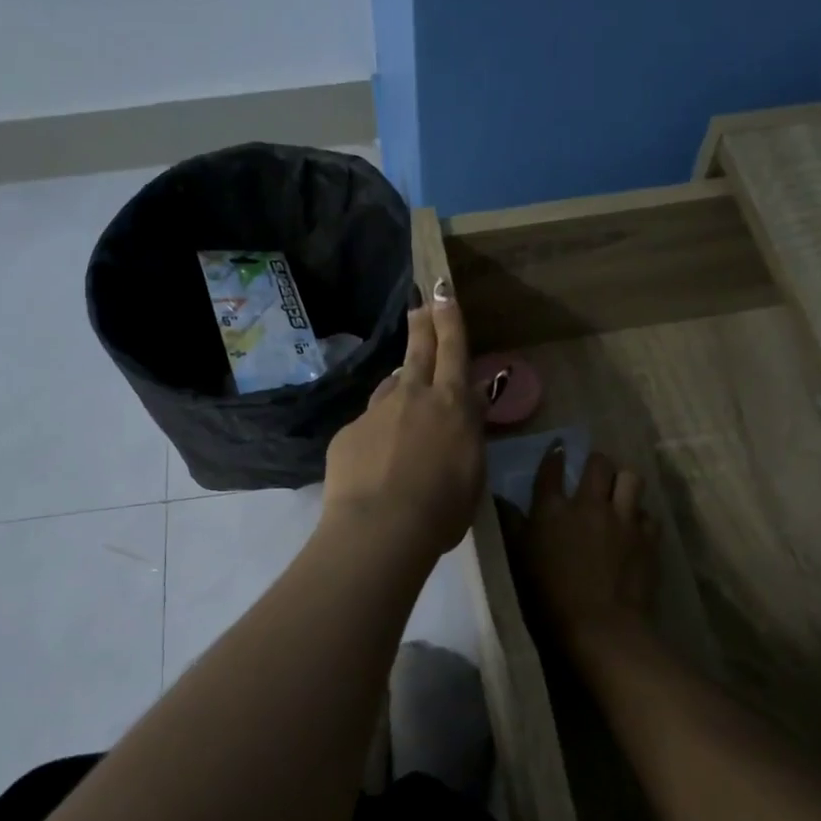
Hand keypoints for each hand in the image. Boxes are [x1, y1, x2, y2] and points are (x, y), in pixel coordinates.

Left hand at [322, 279, 484, 561]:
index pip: (453, 351)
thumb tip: (470, 402)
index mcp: (451, 406)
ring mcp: (376, 413)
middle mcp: (413, 397)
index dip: (450, 319)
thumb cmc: (441, 509)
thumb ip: (469, 433)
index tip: (443, 292)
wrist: (379, 528)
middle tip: (421, 307)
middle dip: (423, 325)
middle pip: (418, 352)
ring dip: (401, 385)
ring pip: (391, 388)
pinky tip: (377, 459)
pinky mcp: (348, 434)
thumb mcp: (472, 473)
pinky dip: (376, 433)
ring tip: (404, 396)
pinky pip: (367, 425)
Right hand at [511, 446, 659, 640]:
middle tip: (594, 473)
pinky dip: (640, 517)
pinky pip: (648, 514)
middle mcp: (589, 504)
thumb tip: (500, 500)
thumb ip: (511, 526)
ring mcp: (623, 518)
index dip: (555, 455)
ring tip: (619, 493)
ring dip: (623, 482)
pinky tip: (634, 529)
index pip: (552, 469)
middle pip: (599, 464)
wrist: (600, 626)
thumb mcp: (519, 559)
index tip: (558, 448)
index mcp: (553, 509)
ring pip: (631, 478)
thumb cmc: (549, 596)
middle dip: (596, 463)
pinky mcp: (648, 538)